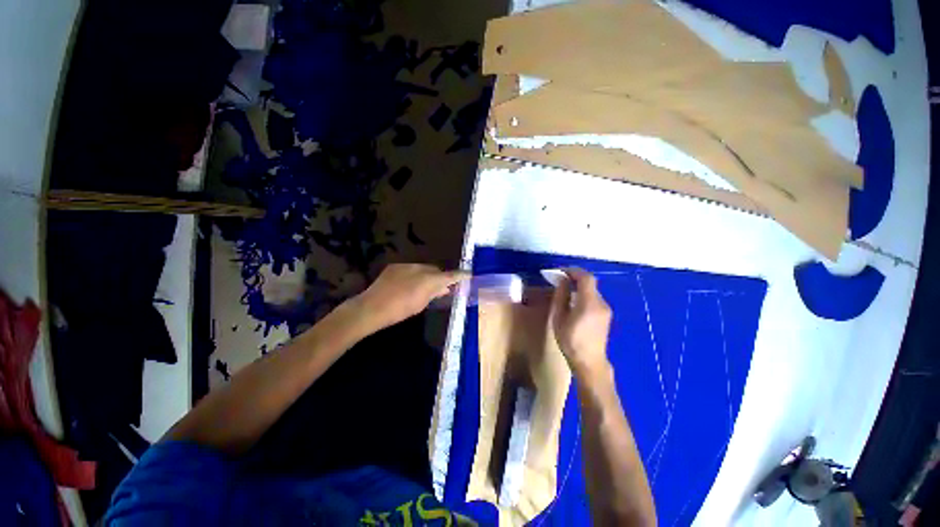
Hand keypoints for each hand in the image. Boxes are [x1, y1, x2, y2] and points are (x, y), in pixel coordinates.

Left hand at [355, 264, 467, 329]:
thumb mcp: (421, 304)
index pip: (449, 275)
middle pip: (436, 270)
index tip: (469, 274)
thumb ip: (434, 293)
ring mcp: (407, 265)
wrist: (372, 307)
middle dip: (440, 277)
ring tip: (424, 286)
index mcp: (429, 280)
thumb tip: (444, 288)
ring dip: (427, 275)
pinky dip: (414, 275)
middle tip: (441, 287)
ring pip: (424, 268)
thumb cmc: (399, 310)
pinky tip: (408, 284)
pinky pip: (411, 268)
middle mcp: (420, 268)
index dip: (460, 275)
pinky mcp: (396, 266)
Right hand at [550, 268, 612, 378]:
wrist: (589, 362)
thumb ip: (561, 296)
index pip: (586, 278)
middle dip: (575, 278)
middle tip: (560, 279)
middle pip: (590, 283)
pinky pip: (594, 298)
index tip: (560, 271)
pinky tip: (574, 302)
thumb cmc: (570, 341)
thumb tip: (562, 281)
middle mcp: (601, 303)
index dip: (573, 271)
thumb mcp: (559, 318)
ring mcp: (606, 309)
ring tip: (565, 290)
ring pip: (592, 290)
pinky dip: (584, 294)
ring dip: (579, 286)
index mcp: (589, 304)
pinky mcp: (606, 315)